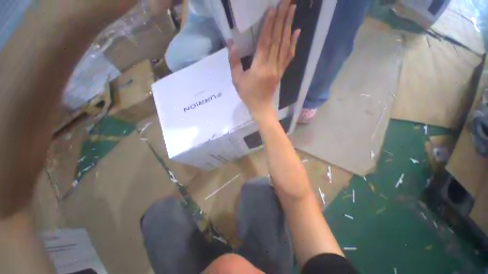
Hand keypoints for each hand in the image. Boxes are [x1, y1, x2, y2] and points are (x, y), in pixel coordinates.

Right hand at [228, 0, 299, 118]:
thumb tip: (231, 43)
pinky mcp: (282, 72)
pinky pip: (289, 56)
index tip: (273, 8)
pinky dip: (293, 43)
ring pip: (285, 45)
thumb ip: (234, 61)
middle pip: (277, 40)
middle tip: (287, 1)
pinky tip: (297, 32)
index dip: (269, 25)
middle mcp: (271, 66)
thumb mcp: (237, 80)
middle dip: (282, 19)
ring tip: (293, 9)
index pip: (265, 42)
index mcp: (259, 67)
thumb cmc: (248, 94)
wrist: (261, 106)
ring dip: (289, 26)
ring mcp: (278, 69)